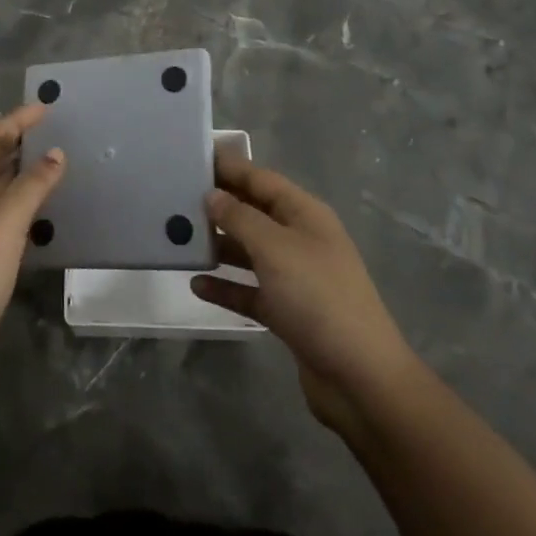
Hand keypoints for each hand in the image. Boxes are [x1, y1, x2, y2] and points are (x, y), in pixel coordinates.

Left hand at [0, 104, 63, 386]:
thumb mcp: (5, 221)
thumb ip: (32, 184)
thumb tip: (57, 153)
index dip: (14, 121)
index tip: (45, 109)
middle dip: (19, 142)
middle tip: (55, 132)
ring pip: (1, 191)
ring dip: (25, 174)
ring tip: (58, 164)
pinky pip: (10, 220)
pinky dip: (29, 207)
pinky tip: (49, 213)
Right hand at [191, 153, 417, 430]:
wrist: (360, 378)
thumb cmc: (317, 297)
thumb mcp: (275, 248)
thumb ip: (240, 217)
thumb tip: (212, 195)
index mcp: (305, 215)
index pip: (261, 179)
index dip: (230, 167)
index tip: (192, 158)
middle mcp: (300, 240)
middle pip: (254, 213)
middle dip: (219, 205)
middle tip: (175, 197)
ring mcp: (295, 278)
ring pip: (249, 252)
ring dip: (219, 246)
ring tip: (179, 238)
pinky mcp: (288, 313)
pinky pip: (249, 291)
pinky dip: (226, 287)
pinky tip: (197, 284)